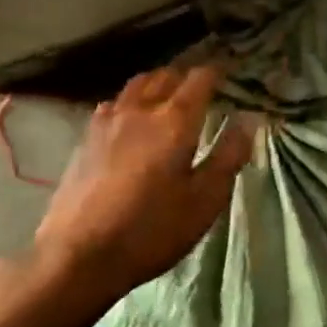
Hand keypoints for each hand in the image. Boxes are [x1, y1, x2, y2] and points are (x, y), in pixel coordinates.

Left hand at [33, 65, 251, 305]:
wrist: (78, 254)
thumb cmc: (151, 230)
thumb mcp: (204, 201)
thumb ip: (228, 156)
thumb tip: (248, 120)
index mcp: (176, 120)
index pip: (199, 79)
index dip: (217, 71)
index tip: (228, 72)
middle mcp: (141, 109)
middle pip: (167, 75)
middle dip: (187, 76)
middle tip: (201, 87)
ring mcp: (108, 120)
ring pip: (138, 84)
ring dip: (157, 82)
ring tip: (167, 95)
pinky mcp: (86, 137)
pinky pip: (114, 102)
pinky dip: (130, 100)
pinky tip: (130, 118)